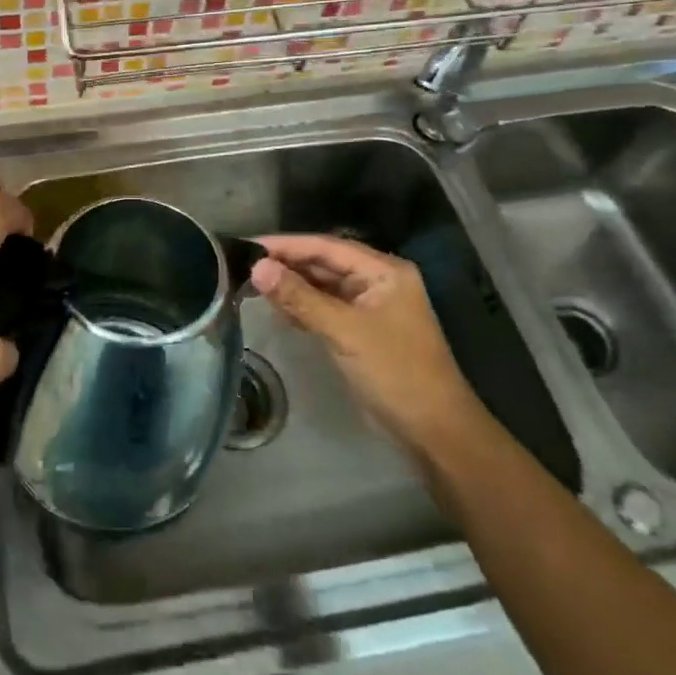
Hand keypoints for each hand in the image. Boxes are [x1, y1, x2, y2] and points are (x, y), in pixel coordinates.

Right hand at [251, 234, 483, 448]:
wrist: (432, 429)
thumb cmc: (395, 372)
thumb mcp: (344, 331)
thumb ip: (300, 297)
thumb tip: (258, 266)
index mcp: (383, 271)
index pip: (326, 246)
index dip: (286, 244)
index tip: (248, 245)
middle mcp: (376, 281)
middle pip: (323, 263)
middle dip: (286, 264)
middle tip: (242, 266)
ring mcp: (368, 306)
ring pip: (321, 286)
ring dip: (291, 286)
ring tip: (251, 285)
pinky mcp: (359, 330)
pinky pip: (324, 308)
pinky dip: (302, 307)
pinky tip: (277, 310)